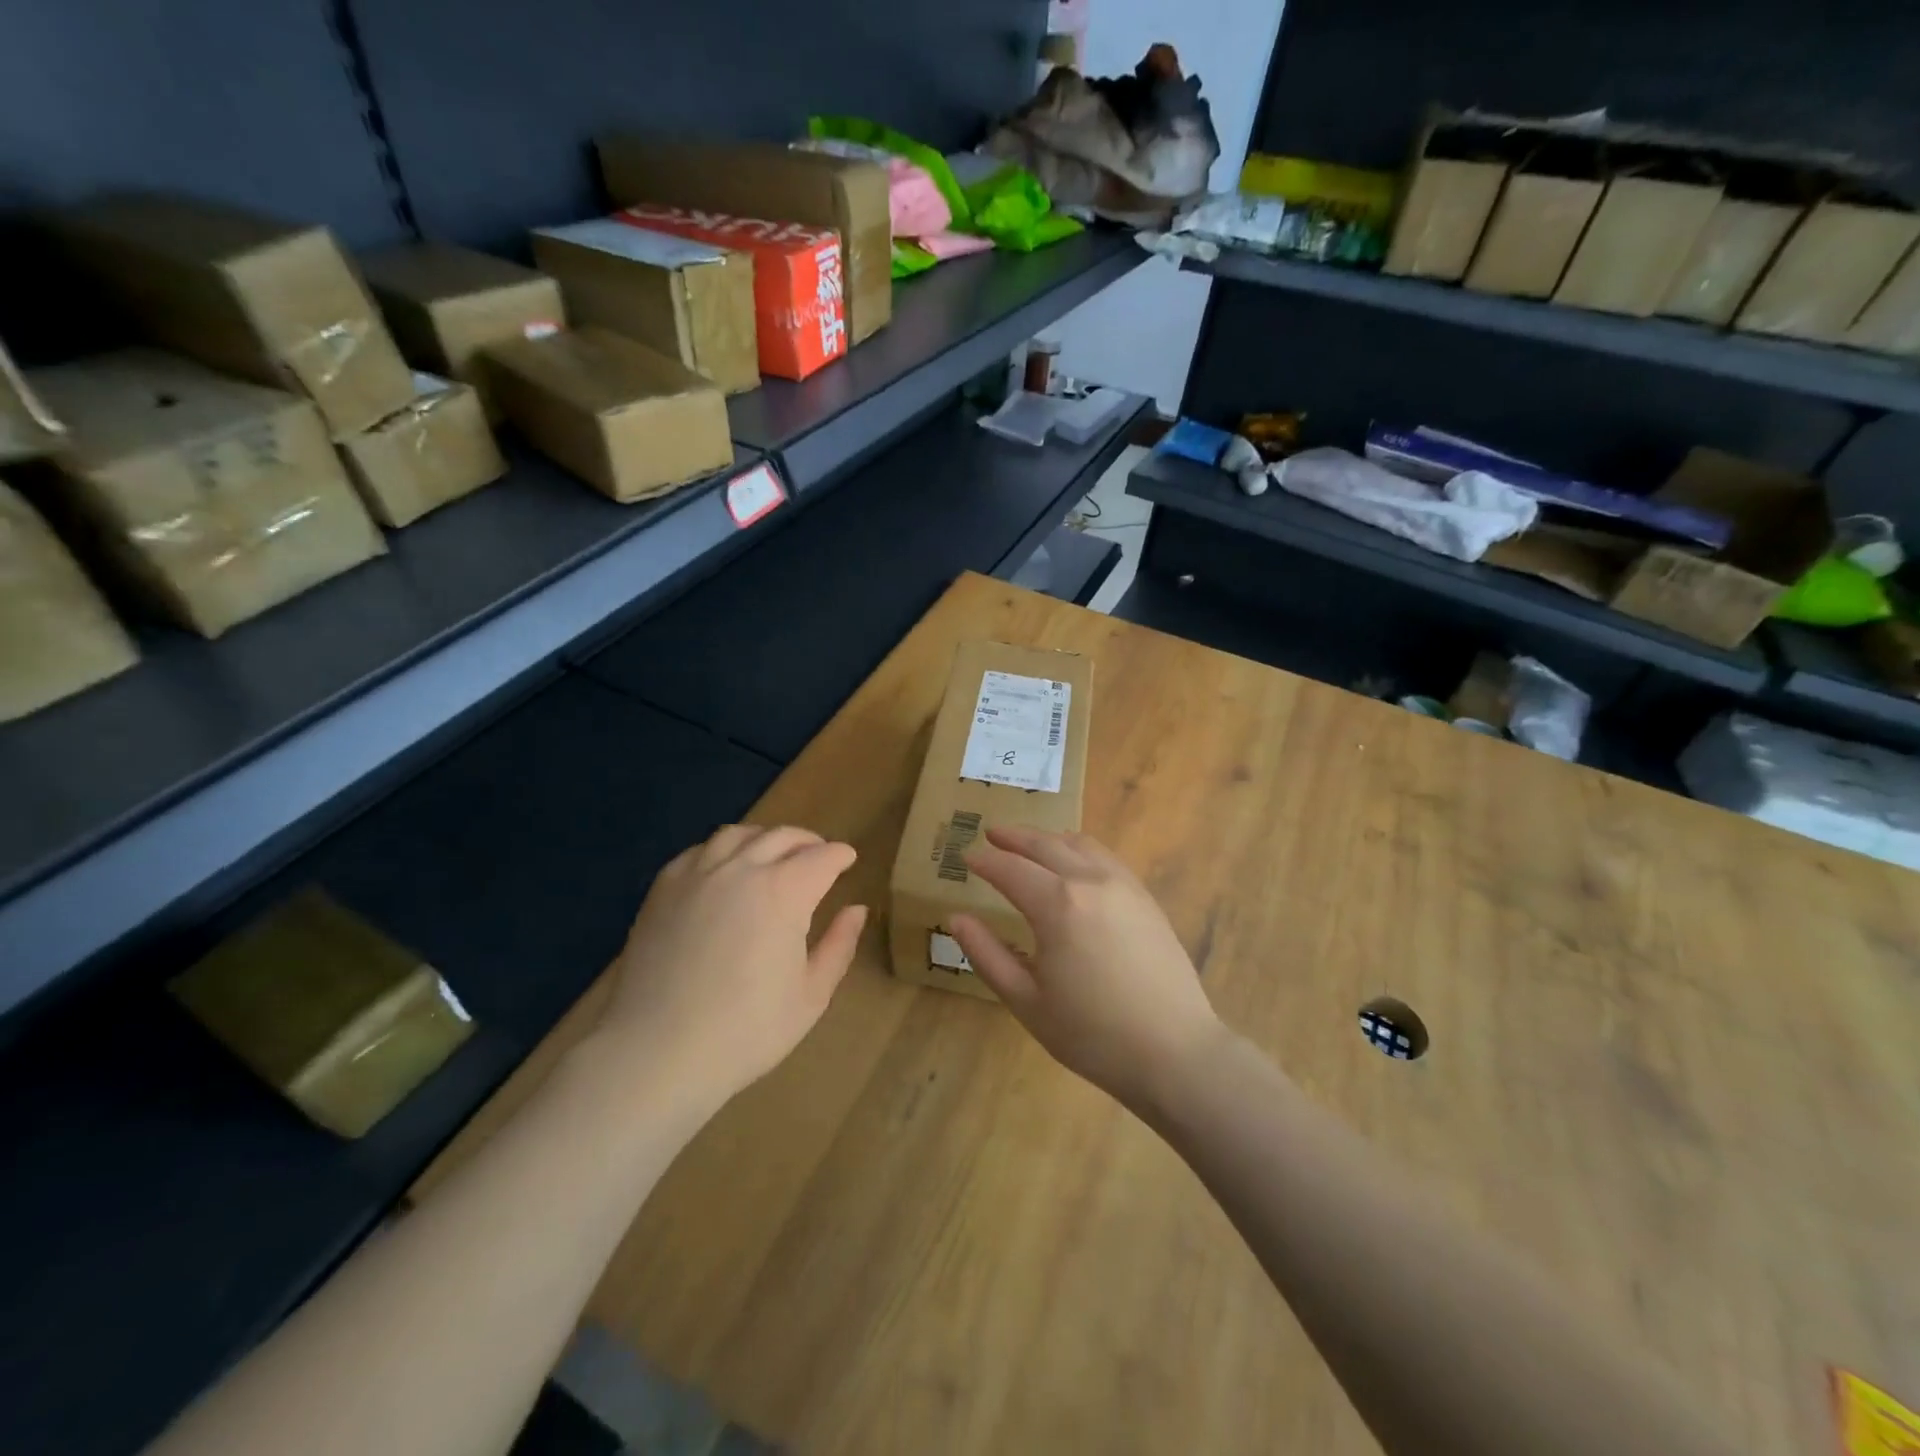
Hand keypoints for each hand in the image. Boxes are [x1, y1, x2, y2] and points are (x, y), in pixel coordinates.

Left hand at [596, 825, 866, 1114]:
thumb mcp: (811, 996)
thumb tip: (857, 910)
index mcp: (784, 892)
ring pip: (739, 834)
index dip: (840, 855)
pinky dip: (722, 850)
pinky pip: (699, 851)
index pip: (822, 857)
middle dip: (808, 842)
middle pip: (782, 837)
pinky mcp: (663, 888)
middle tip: (819, 855)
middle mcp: (742, 869)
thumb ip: (838, 946)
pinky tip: (725, 870)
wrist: (657, 1053)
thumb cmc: (746, 1031)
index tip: (848, 860)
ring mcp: (698, 874)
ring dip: (765, 839)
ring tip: (773, 855)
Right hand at [949, 827, 1222, 1110]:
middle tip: (991, 834)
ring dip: (1048, 838)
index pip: (1011, 869)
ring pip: (1079, 844)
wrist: (1174, 1051)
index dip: (985, 862)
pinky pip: (1106, 857)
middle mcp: (1090, 881)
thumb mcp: (1026, 1000)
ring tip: (1029, 842)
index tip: (966, 857)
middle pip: (1045, 845)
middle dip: (1014, 837)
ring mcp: (1124, 885)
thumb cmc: (1091, 1034)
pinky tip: (1074, 861)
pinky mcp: (1145, 898)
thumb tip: (956, 918)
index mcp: (1057, 905)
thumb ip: (987, 954)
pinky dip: (1080, 848)